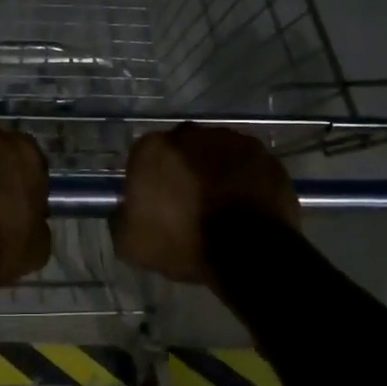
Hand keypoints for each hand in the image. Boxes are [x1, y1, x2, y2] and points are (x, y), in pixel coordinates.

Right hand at [111, 124, 299, 285]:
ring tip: (221, 204)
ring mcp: (234, 141)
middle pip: (182, 148)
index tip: (155, 203)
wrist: (248, 251)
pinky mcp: (266, 156)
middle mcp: (193, 134)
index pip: (144, 156)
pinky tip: (245, 205)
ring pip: (217, 152)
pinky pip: (248, 166)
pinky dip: (245, 180)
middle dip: (183, 168)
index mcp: (154, 149)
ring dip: (215, 171)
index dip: (149, 179)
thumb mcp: (132, 244)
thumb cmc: (183, 242)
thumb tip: (124, 211)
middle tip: (188, 202)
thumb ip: (120, 219)